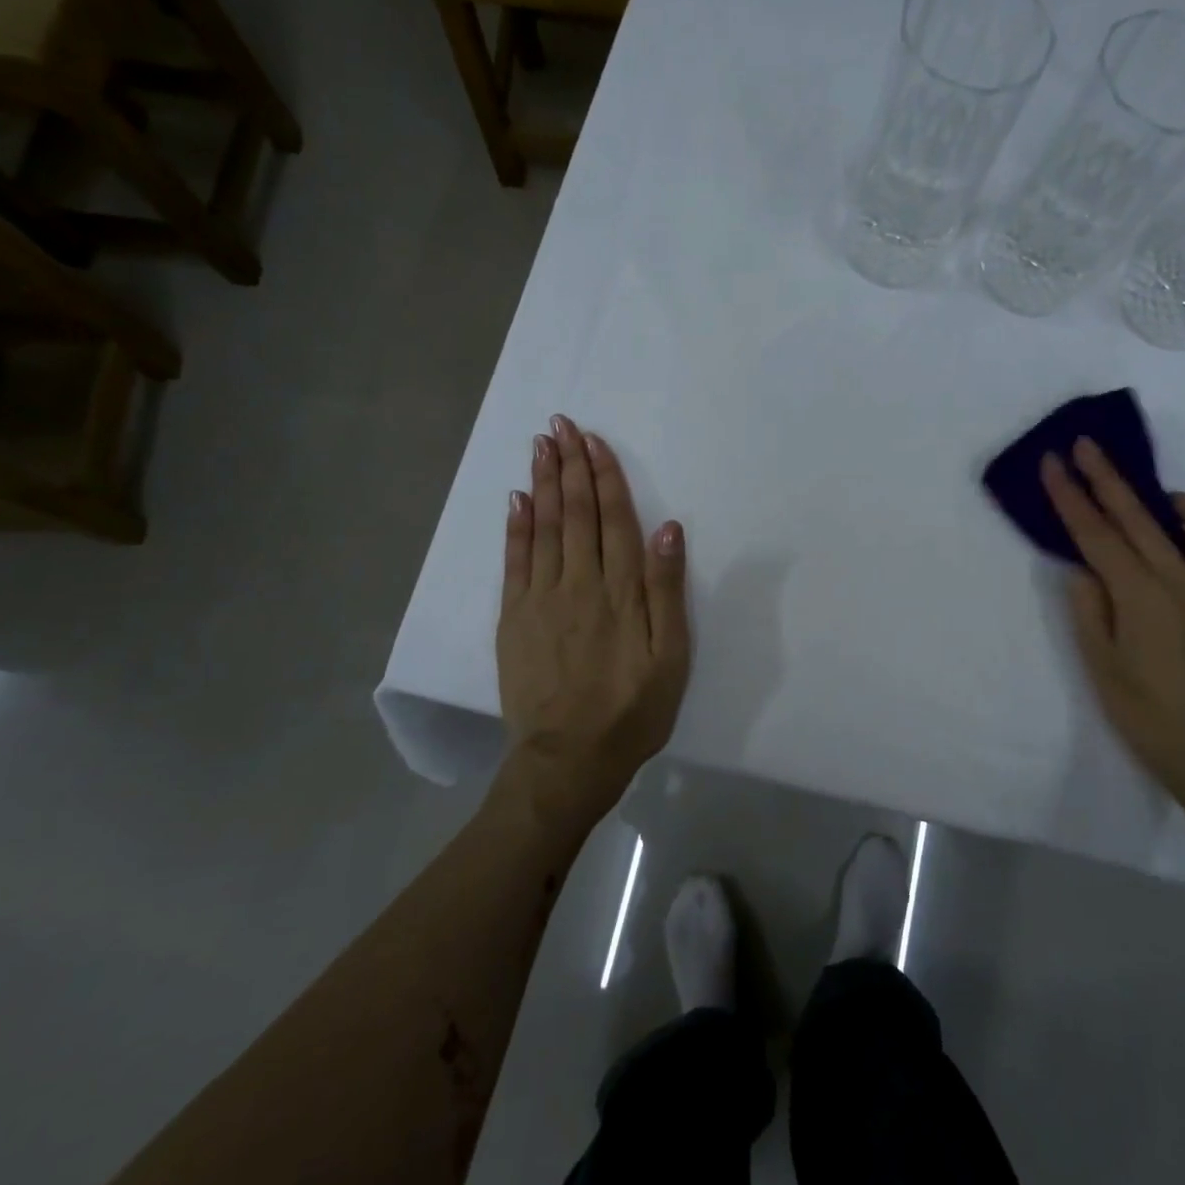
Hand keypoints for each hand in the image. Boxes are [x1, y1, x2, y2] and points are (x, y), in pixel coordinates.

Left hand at [497, 415, 691, 825]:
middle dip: (570, 465)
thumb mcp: (671, 657)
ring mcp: (540, 598)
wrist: (568, 759)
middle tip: (561, 425)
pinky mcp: (514, 617)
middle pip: (575, 512)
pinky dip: (515, 526)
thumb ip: (667, 590)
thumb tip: (668, 528)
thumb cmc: (632, 710)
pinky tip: (516, 499)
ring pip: (543, 527)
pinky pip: (514, 561)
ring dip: (543, 483)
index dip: (604, 476)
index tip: (594, 441)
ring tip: (541, 445)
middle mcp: (578, 583)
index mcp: (621, 591)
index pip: (613, 519)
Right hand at [1040, 438, 1184, 803]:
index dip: (1070, 496)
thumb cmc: (1145, 714)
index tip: (1052, 462)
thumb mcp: (1098, 664)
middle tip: (1085, 446)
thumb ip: (1088, 608)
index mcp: (1142, 597)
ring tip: (1155, 505)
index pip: (1096, 534)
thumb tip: (1084, 569)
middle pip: (1140, 515)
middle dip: (1107, 476)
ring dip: (1178, 503)